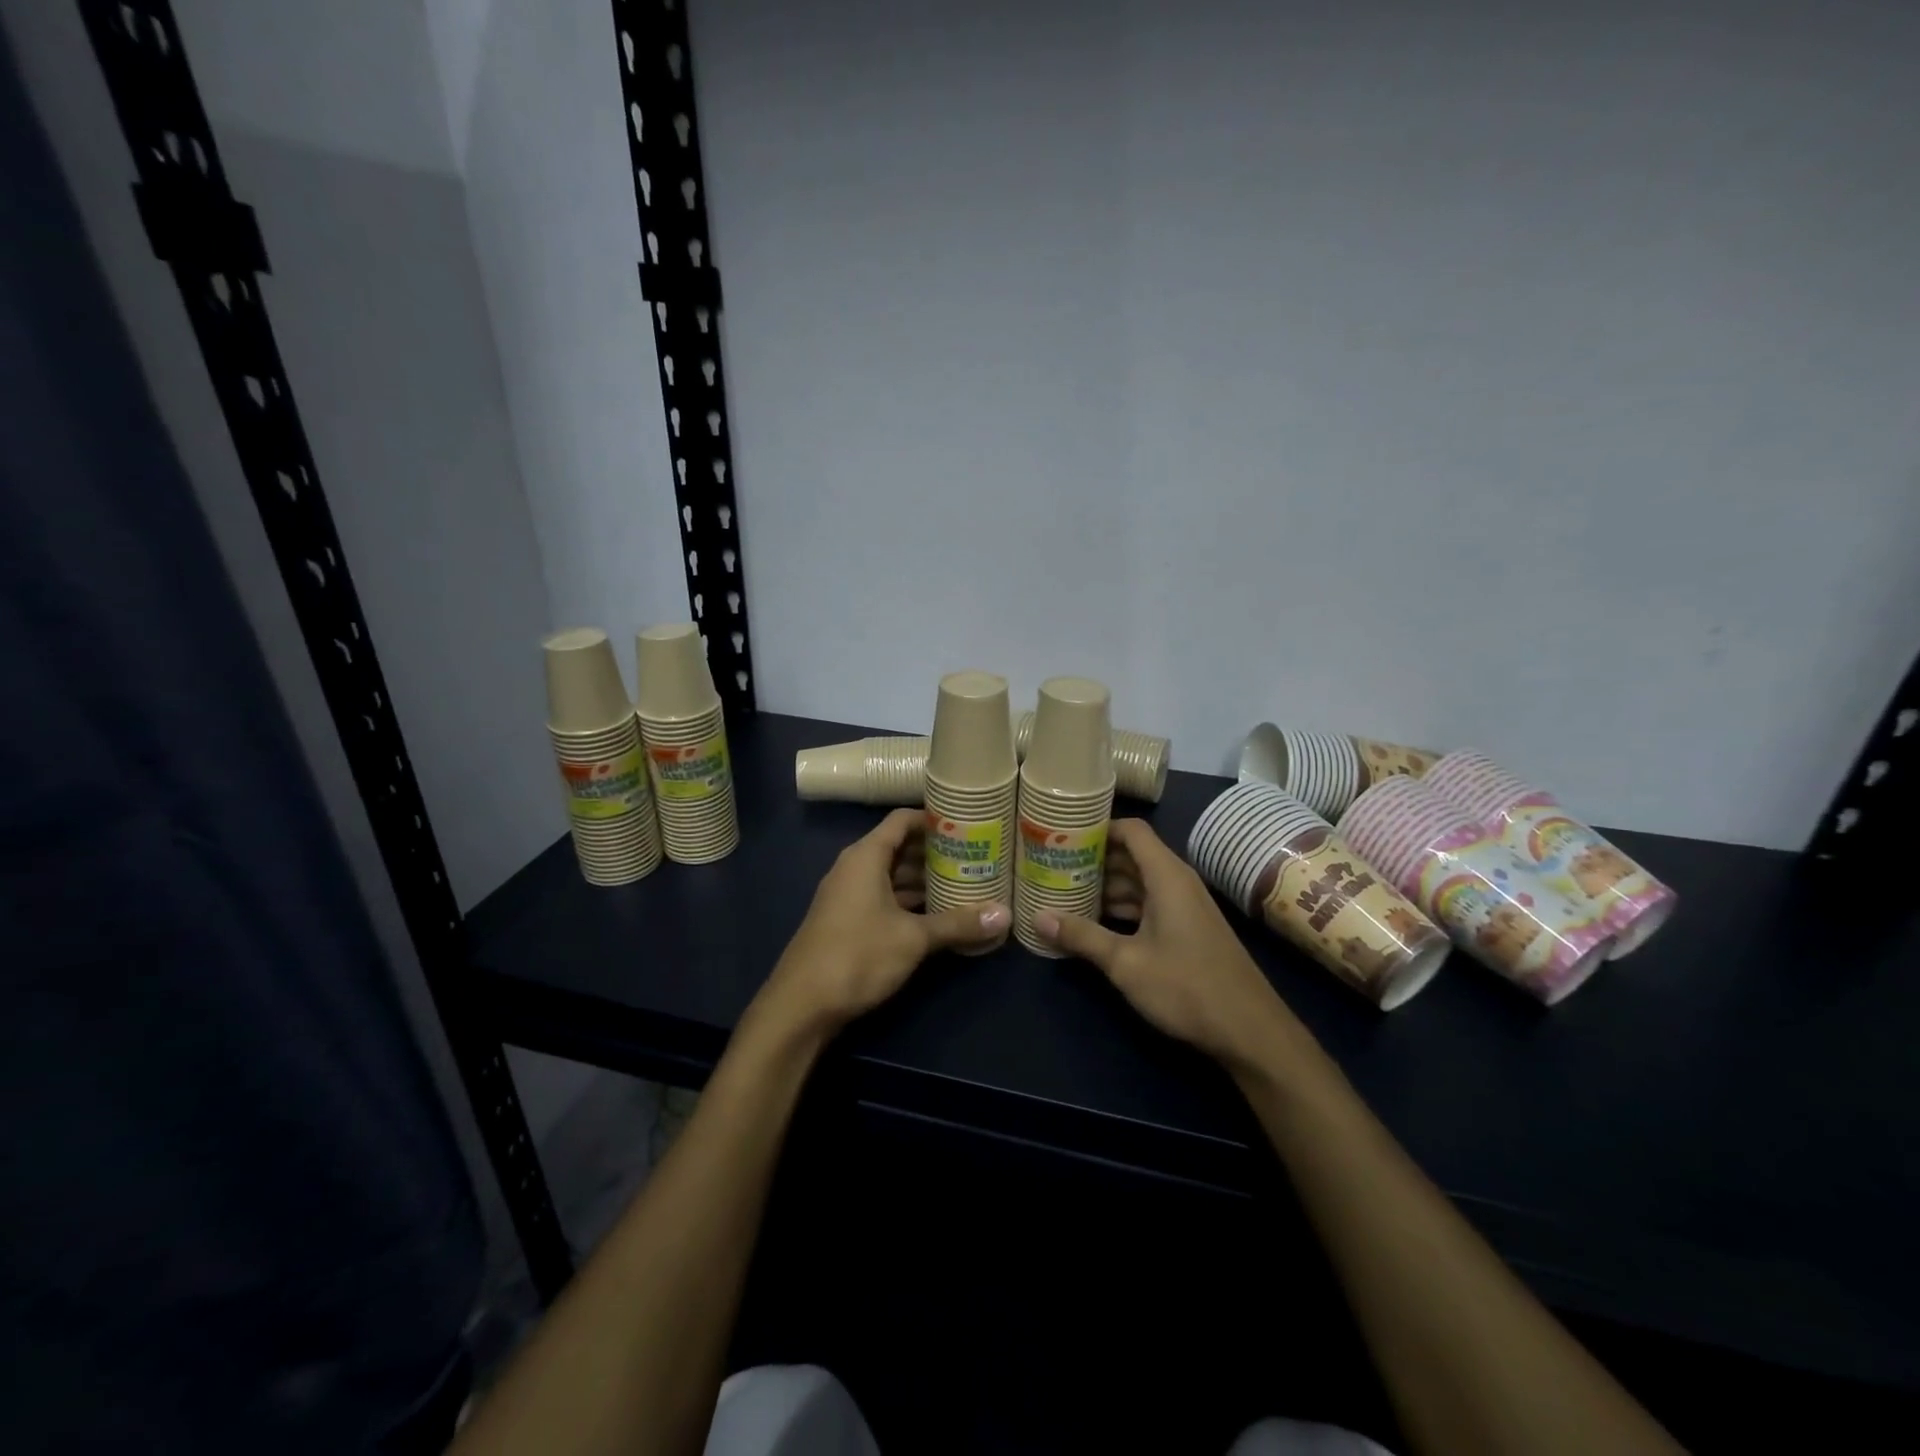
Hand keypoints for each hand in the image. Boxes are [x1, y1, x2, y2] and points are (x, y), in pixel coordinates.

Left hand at [759, 808, 1009, 1034]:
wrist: (801, 1004)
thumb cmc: (857, 955)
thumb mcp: (913, 938)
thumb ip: (958, 923)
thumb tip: (1005, 915)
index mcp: (866, 857)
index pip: (902, 821)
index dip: (933, 819)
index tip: (967, 824)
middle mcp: (855, 868)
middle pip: (899, 848)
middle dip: (935, 853)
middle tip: (976, 856)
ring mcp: (848, 896)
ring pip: (892, 876)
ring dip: (923, 880)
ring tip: (965, 884)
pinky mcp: (848, 921)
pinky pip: (884, 899)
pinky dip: (909, 902)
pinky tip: (937, 915)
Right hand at [1035, 819, 1307, 1075]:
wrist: (1250, 1030)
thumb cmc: (1187, 987)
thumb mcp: (1126, 963)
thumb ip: (1082, 936)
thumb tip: (1038, 917)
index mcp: (1166, 876)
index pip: (1131, 830)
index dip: (1098, 828)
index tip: (1062, 835)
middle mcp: (1176, 882)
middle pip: (1131, 855)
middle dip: (1093, 859)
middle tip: (1053, 865)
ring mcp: (1184, 906)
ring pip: (1138, 882)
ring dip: (1105, 886)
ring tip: (1064, 893)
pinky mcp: (1187, 928)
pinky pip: (1148, 903)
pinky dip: (1122, 907)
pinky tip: (1094, 923)